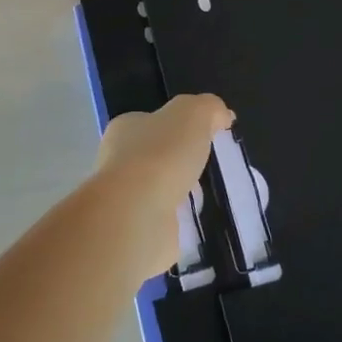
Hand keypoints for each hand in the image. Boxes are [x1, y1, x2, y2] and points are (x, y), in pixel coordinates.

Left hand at [93, 94, 233, 272]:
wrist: (136, 217)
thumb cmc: (160, 156)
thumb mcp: (193, 114)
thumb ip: (209, 108)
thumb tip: (222, 116)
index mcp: (126, 129)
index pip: (152, 122)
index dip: (179, 127)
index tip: (207, 138)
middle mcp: (119, 162)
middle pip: (157, 157)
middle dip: (183, 164)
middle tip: (213, 170)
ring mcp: (127, 200)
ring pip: (162, 192)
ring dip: (184, 196)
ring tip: (213, 198)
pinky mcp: (138, 233)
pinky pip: (167, 224)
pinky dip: (183, 225)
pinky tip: (202, 224)